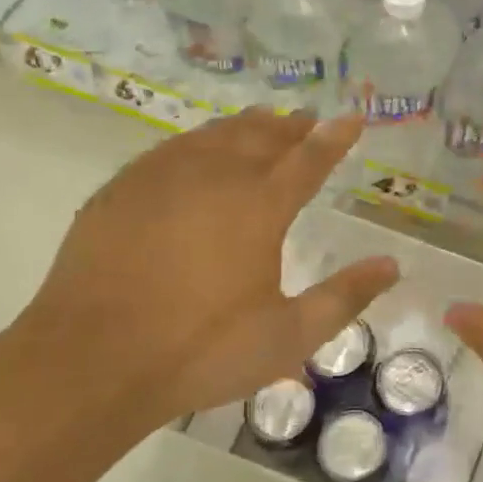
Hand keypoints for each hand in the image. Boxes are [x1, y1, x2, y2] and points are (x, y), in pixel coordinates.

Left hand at [11, 109, 397, 436]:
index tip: (352, 119)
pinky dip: (198, 141)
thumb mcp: (288, 337)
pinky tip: (197, 149)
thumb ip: (344, 297)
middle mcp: (215, 177)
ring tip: (263, 121)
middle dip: (291, 126)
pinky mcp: (122, 190)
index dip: (334, 138)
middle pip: (262, 136)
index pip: (309, 159)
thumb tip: (392, 265)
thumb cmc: (200, 352)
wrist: (91, 362)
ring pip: (214, 135)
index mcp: (259, 207)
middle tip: (308, 119)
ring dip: (246, 126)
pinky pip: (172, 149)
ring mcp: (162, 178)